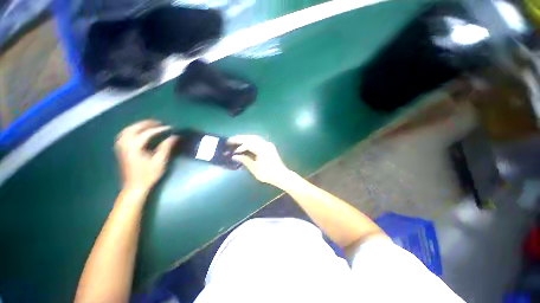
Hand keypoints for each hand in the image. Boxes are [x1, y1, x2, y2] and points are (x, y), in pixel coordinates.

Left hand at [115, 120, 177, 192]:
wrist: (134, 186)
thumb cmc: (149, 175)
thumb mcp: (160, 161)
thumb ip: (166, 147)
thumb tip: (174, 136)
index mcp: (134, 147)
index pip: (147, 133)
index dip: (159, 129)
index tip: (170, 128)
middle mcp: (125, 144)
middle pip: (134, 128)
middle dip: (147, 124)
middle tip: (159, 123)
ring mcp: (121, 147)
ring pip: (127, 130)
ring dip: (138, 125)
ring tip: (150, 125)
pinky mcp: (121, 149)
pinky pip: (124, 135)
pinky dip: (132, 130)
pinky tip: (138, 132)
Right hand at [228, 135, 291, 187]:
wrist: (281, 175)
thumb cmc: (268, 174)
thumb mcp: (255, 169)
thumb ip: (245, 160)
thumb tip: (235, 156)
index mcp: (262, 149)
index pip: (248, 143)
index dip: (239, 145)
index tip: (231, 147)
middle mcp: (266, 144)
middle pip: (251, 137)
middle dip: (240, 138)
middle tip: (231, 140)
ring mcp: (268, 144)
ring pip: (255, 138)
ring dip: (245, 139)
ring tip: (236, 141)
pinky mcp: (269, 146)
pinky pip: (258, 141)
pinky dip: (251, 142)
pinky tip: (245, 145)